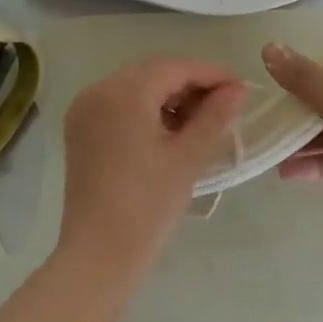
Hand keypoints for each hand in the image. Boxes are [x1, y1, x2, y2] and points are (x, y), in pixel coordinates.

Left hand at [57, 57, 245, 275]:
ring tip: (201, 121)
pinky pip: (119, 103)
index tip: (242, 88)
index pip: (175, 67)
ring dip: (169, 95)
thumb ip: (216, 116)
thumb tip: (238, 88)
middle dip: (190, 83)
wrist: (99, 254)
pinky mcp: (80, 129)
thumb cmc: (148, 205)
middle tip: (225, 105)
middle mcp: (98, 90)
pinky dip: (146, 108)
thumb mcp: (188, 157)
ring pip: (136, 86)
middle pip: (153, 72)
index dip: (211, 74)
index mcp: (124, 93)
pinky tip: (169, 130)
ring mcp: (84, 110)